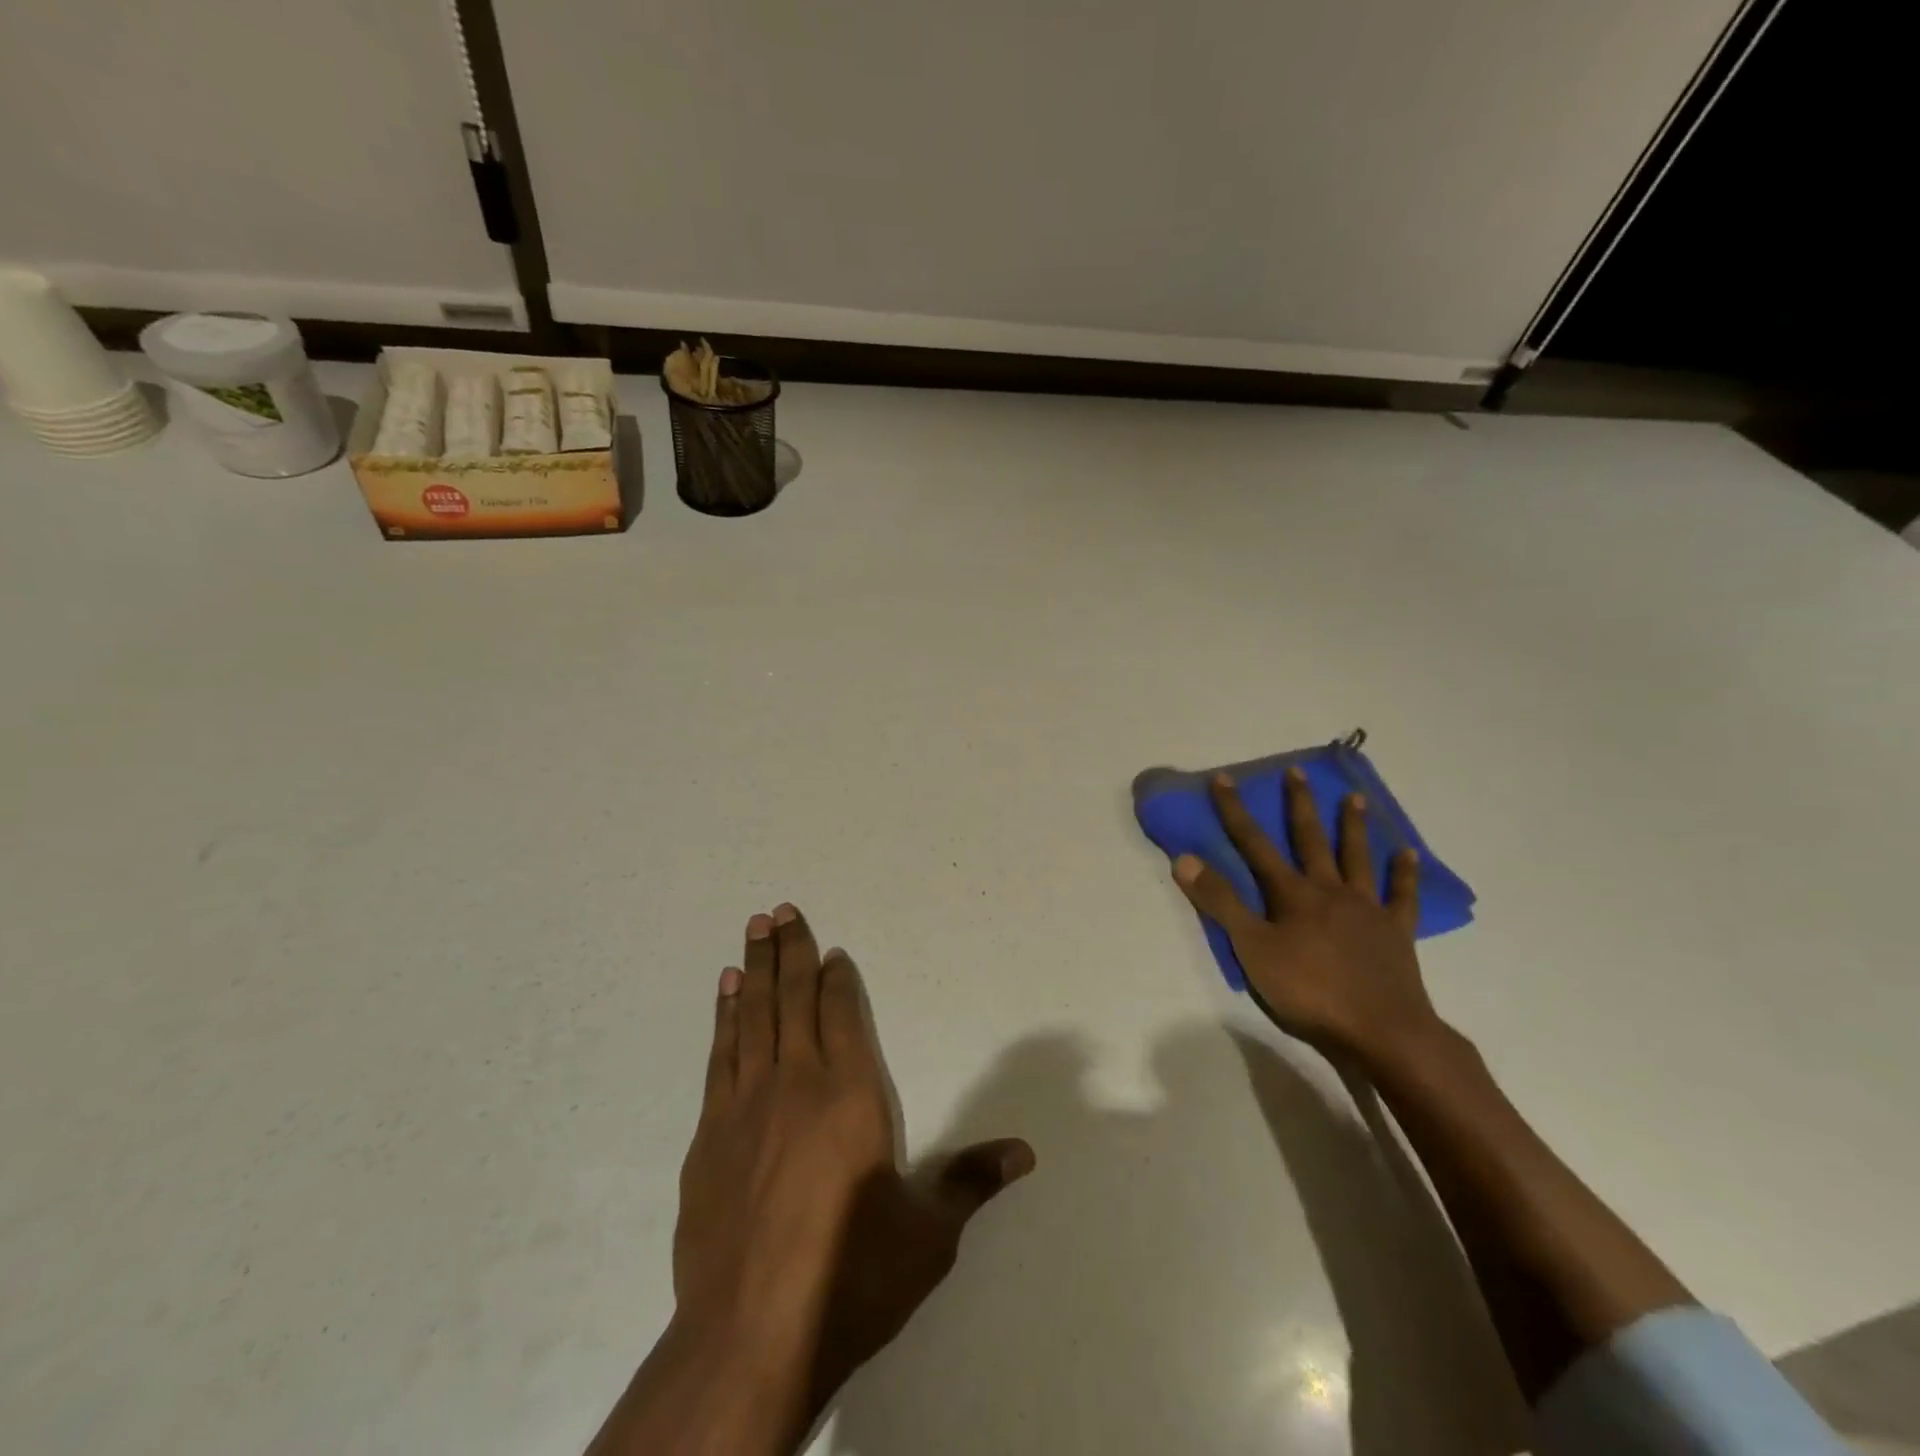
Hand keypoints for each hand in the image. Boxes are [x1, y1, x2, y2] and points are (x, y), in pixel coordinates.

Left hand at [671, 903, 1033, 1438]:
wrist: (749, 1336)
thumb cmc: (851, 1277)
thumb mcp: (927, 1234)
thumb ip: (972, 1181)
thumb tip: (1027, 1152)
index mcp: (851, 1095)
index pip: (843, 1015)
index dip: (838, 979)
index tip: (833, 950)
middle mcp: (797, 1083)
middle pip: (793, 999)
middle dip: (791, 951)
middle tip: (780, 909)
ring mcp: (746, 1105)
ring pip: (753, 1016)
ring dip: (755, 969)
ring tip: (753, 929)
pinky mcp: (709, 1134)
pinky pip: (721, 1055)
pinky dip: (725, 1017)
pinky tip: (726, 993)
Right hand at [1173, 768, 1444, 1068]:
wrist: (1382, 1031)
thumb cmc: (1309, 991)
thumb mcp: (1252, 949)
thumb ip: (1221, 903)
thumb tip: (1184, 858)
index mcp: (1292, 894)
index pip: (1254, 844)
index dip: (1235, 811)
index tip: (1224, 778)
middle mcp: (1329, 890)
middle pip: (1310, 840)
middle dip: (1299, 804)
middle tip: (1297, 772)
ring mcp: (1367, 909)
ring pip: (1357, 858)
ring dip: (1353, 826)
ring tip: (1353, 797)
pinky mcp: (1396, 932)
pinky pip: (1402, 896)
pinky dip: (1404, 874)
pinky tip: (1408, 854)